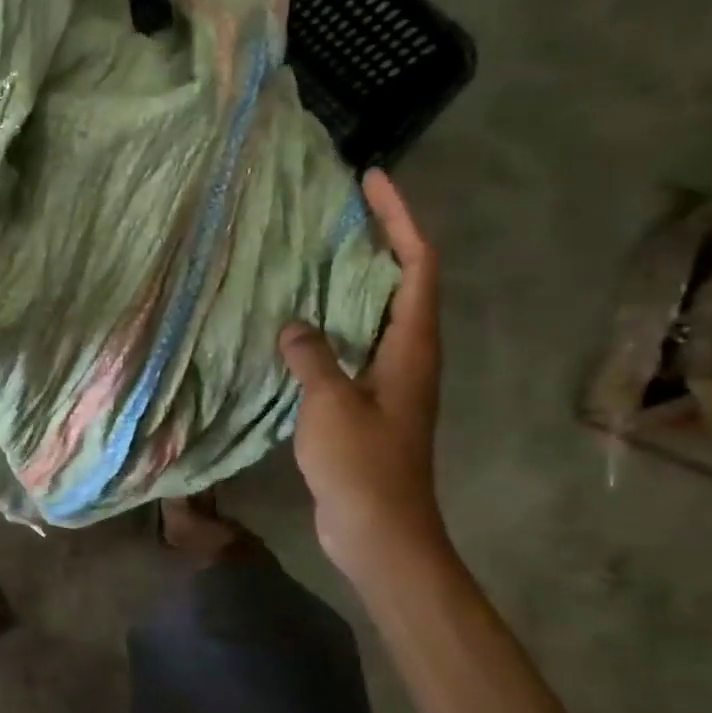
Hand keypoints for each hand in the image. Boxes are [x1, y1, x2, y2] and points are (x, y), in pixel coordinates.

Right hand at [279, 169, 448, 585]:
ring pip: (375, 314)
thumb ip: (312, 356)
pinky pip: (351, 345)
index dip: (398, 218)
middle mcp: (408, 355)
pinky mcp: (367, 402)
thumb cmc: (363, 465)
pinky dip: (330, 323)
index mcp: (412, 346)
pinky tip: (297, 323)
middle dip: (377, 240)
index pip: (417, 264)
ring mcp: (389, 380)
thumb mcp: (331, 403)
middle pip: (402, 281)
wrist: (379, 531)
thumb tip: (294, 325)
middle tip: (335, 212)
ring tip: (312, 254)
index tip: (371, 181)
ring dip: (352, 281)